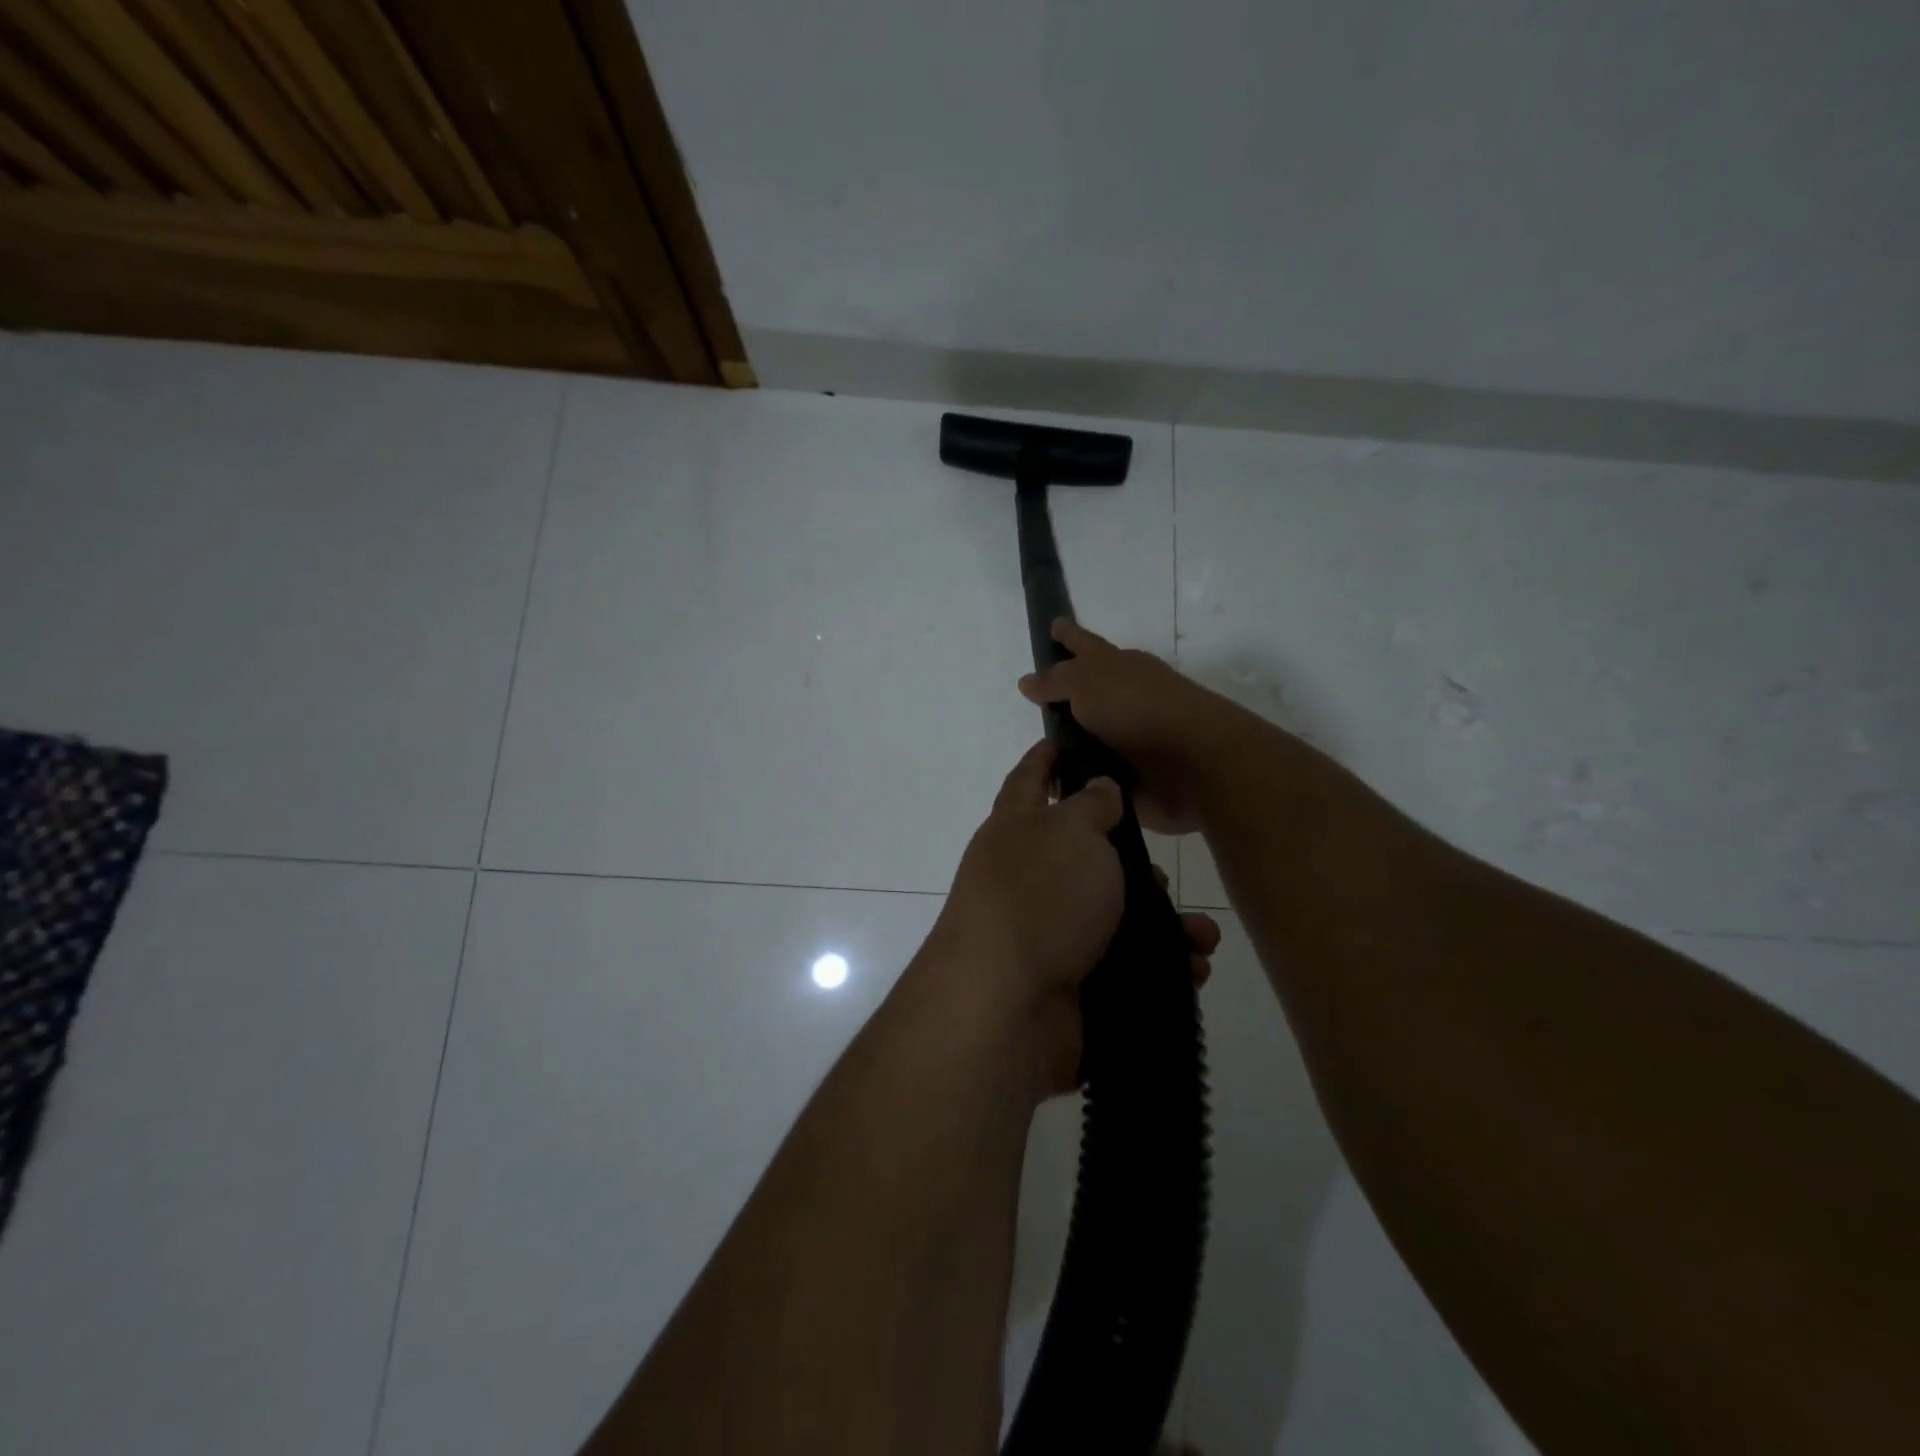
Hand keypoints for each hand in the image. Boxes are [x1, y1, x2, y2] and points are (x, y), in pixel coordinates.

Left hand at [928, 739, 1220, 1097]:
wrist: (1006, 1007)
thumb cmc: (1039, 897)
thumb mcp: (1070, 832)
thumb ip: (1089, 806)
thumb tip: (1096, 787)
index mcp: (1016, 830)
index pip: (1029, 780)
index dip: (1046, 758)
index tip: (1065, 739)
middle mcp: (1027, 878)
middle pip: (1083, 855)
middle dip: (1129, 860)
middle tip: (1160, 867)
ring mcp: (1047, 934)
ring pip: (1114, 915)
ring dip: (1162, 922)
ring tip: (1200, 934)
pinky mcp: (1071, 983)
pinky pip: (1125, 965)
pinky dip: (1161, 966)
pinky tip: (1192, 969)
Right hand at [1018, 620, 1236, 834]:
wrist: (1193, 762)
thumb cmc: (1138, 708)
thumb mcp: (1087, 681)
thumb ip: (1056, 680)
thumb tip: (1028, 680)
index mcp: (1118, 666)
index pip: (1085, 644)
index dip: (1068, 635)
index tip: (1053, 626)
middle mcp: (1125, 698)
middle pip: (1088, 692)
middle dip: (1065, 696)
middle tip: (1034, 705)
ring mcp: (1132, 737)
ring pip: (1091, 736)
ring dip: (1070, 745)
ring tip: (1039, 756)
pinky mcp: (1135, 776)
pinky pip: (1098, 773)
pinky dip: (1082, 778)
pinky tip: (1058, 789)